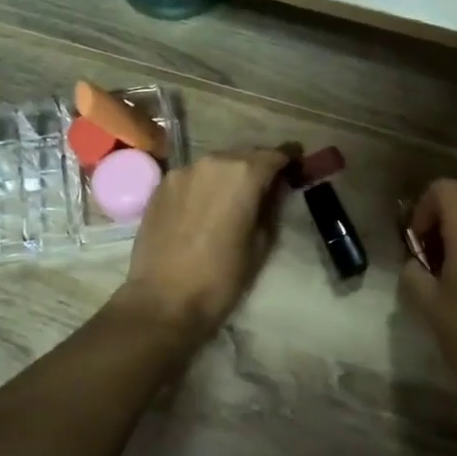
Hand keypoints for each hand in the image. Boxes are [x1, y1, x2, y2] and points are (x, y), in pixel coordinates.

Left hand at [116, 148, 289, 340]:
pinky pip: (192, 177)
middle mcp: (212, 162)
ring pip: (216, 165)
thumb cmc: (222, 277)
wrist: (164, 300)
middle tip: (266, 187)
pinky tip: (205, 208)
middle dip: (257, 167)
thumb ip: (272, 207)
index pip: (274, 155)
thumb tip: (276, 188)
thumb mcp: (262, 244)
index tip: (296, 168)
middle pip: (243, 155)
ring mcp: (182, 172)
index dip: (288, 161)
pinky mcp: (160, 186)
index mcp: (243, 173)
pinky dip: (204, 185)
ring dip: (229, 175)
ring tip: (234, 199)